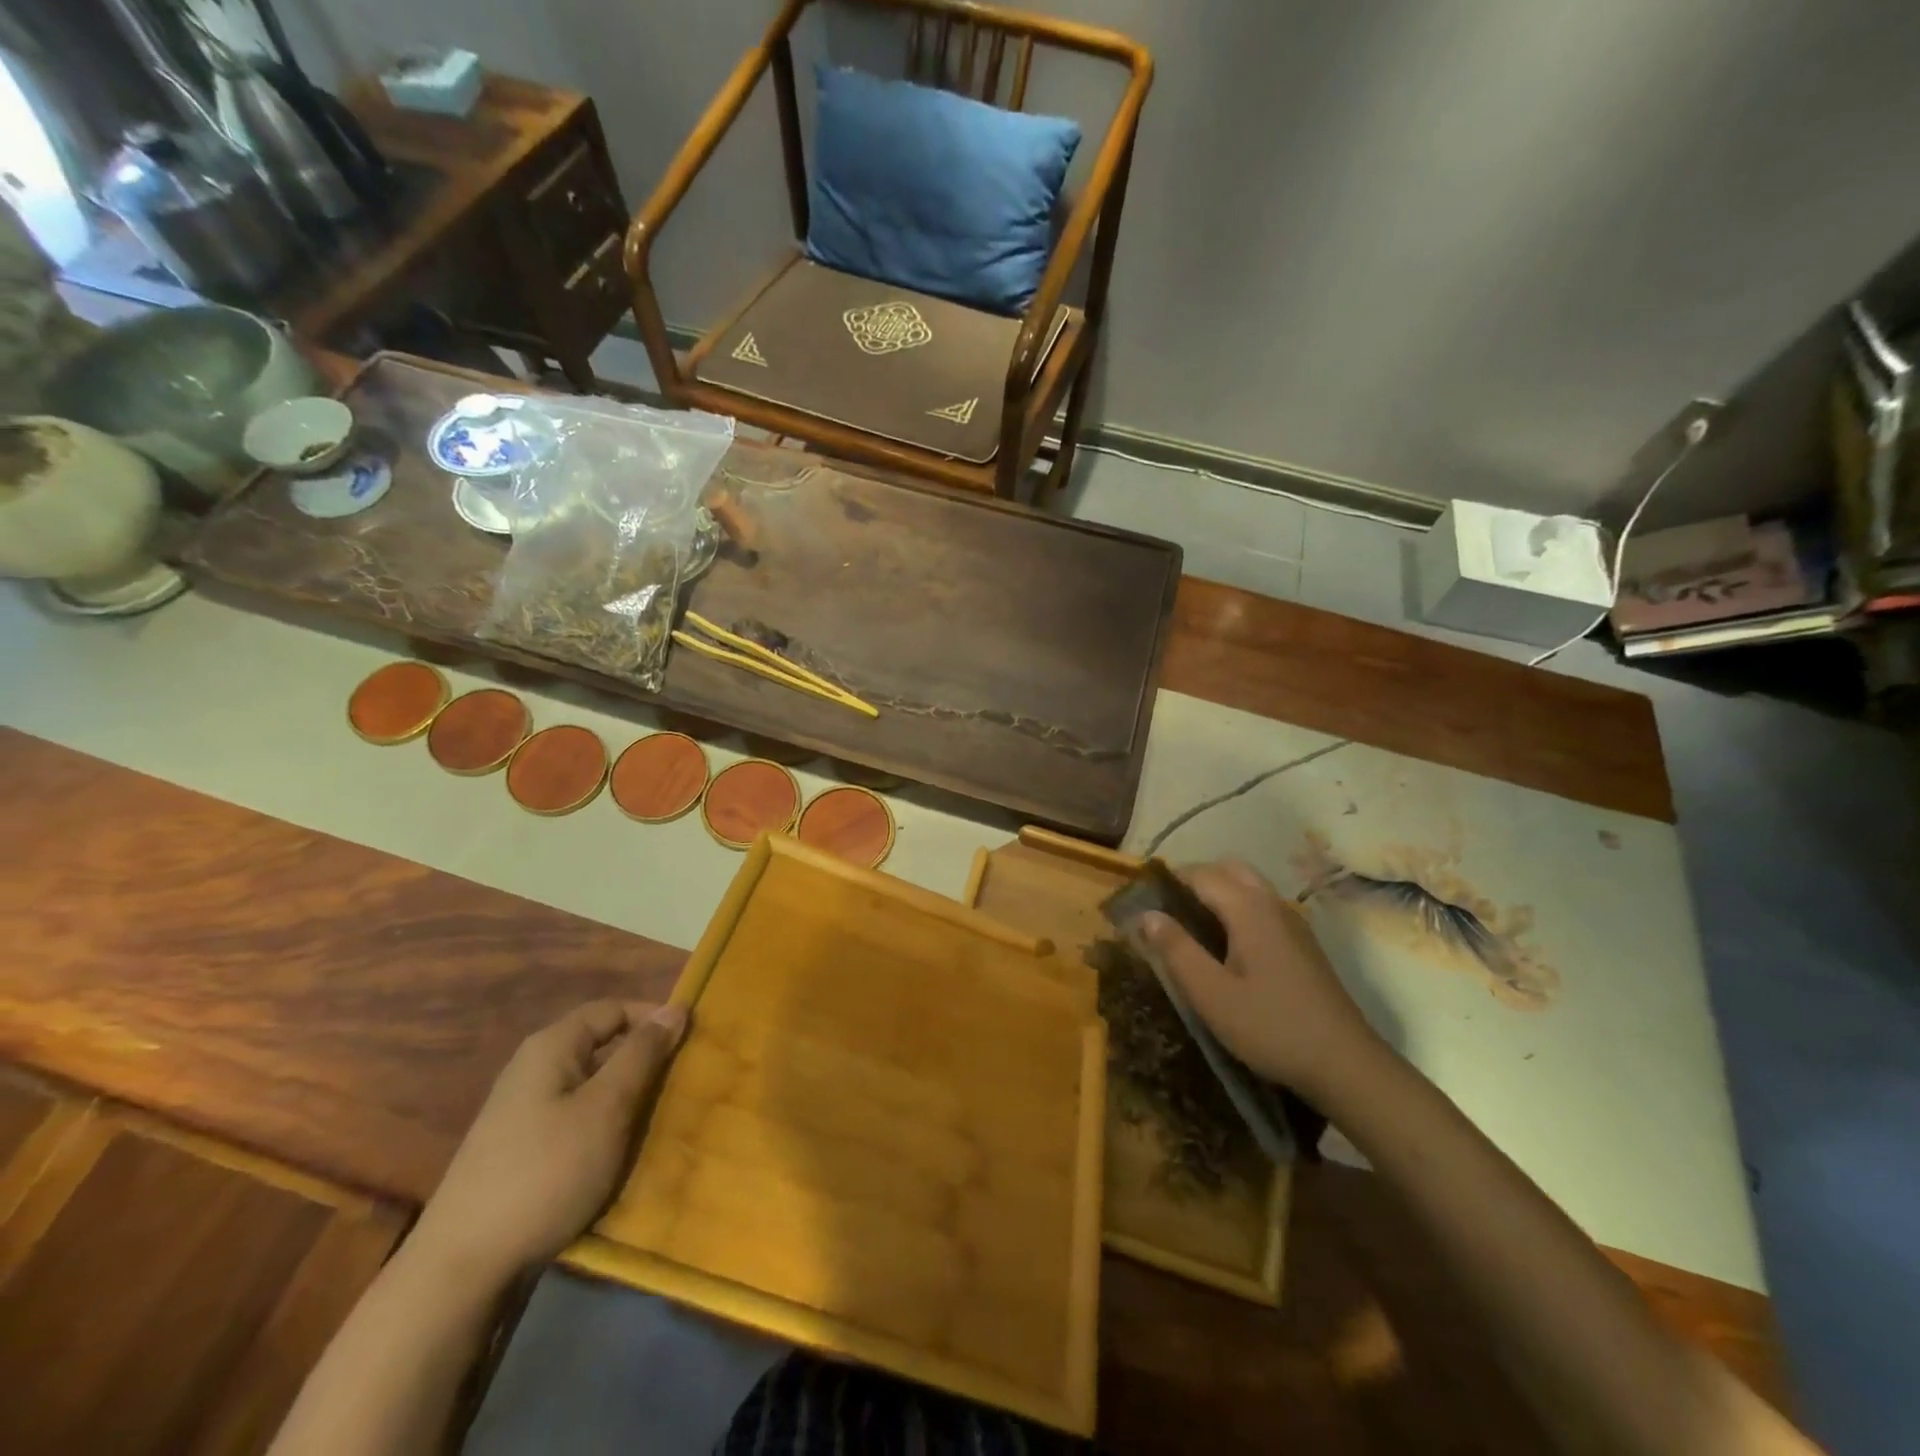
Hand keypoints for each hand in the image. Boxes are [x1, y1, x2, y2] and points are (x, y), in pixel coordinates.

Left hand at [408, 999, 687, 1283]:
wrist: (461, 1269)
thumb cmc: (546, 1172)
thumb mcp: (607, 1108)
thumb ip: (642, 1054)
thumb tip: (676, 1009)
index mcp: (551, 1047)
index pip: (614, 1009)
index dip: (654, 1019)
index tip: (691, 1044)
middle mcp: (533, 1069)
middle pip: (601, 1045)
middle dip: (643, 1061)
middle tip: (681, 1084)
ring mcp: (523, 1111)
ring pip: (590, 1085)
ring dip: (625, 1096)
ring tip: (658, 1119)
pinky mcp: (520, 1150)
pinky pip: (574, 1118)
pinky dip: (603, 1126)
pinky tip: (619, 1152)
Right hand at [1134, 859, 1382, 1100]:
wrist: (1346, 1064)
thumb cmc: (1271, 1027)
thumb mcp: (1211, 994)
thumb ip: (1176, 950)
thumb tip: (1146, 913)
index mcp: (1248, 909)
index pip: (1201, 874)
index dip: (1169, 879)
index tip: (1142, 897)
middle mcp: (1273, 904)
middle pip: (1229, 869)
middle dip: (1195, 878)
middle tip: (1167, 908)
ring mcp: (1294, 922)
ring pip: (1250, 886)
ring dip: (1218, 890)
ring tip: (1191, 924)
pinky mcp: (1303, 943)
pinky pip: (1264, 906)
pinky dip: (1238, 906)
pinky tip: (1228, 944)